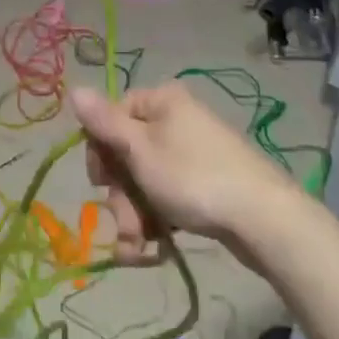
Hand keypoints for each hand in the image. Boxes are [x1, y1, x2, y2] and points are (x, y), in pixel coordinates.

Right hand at [71, 83, 299, 267]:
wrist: (264, 219)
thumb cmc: (193, 177)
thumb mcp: (140, 150)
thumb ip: (104, 123)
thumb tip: (73, 89)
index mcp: (160, 101)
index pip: (112, 117)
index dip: (101, 152)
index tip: (101, 183)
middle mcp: (175, 119)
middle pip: (127, 154)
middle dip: (120, 196)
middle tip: (126, 224)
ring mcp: (192, 152)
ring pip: (145, 181)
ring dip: (134, 216)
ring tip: (139, 249)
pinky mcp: (205, 182)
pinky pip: (168, 195)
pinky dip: (157, 220)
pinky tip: (154, 248)